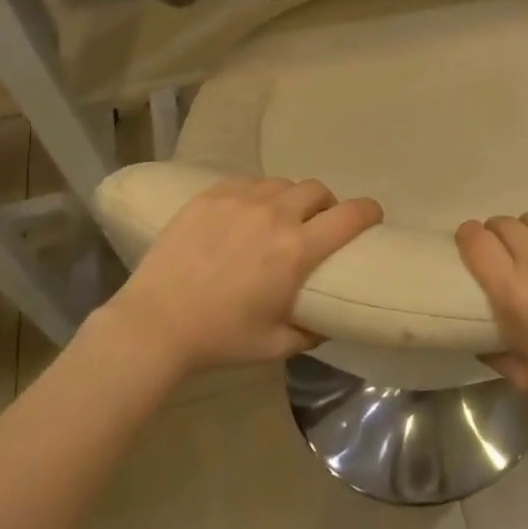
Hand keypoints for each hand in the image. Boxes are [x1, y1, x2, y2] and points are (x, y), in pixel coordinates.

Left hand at [105, 177, 381, 376]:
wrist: (154, 323)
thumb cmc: (220, 338)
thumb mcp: (276, 345)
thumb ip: (312, 332)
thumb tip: (329, 320)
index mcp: (296, 250)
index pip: (350, 215)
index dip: (369, 211)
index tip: (372, 216)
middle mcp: (275, 215)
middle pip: (317, 190)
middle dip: (325, 205)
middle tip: (315, 224)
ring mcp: (240, 200)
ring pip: (282, 183)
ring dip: (290, 199)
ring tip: (278, 218)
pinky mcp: (211, 195)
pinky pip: (247, 182)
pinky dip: (256, 195)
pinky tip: (244, 214)